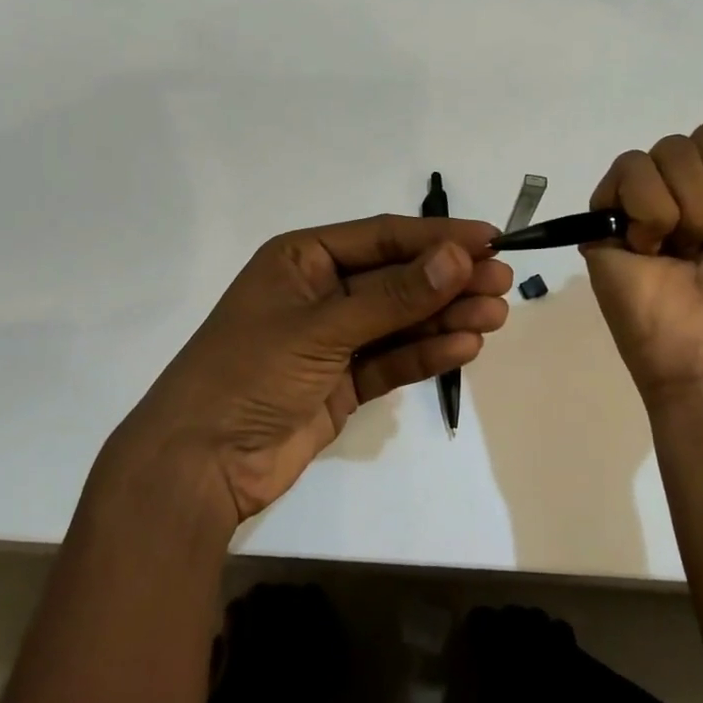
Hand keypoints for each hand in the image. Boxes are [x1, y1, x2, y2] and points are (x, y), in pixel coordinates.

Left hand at [106, 215, 510, 526]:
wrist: (199, 465)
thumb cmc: (249, 373)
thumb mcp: (322, 327)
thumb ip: (393, 296)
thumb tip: (458, 256)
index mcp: (303, 260)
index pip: (382, 238)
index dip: (436, 238)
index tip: (489, 240)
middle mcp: (320, 293)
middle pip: (397, 278)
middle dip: (448, 279)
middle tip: (503, 281)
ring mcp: (333, 340)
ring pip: (400, 320)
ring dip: (445, 317)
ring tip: (495, 316)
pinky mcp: (342, 383)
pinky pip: (392, 359)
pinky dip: (426, 353)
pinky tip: (465, 348)